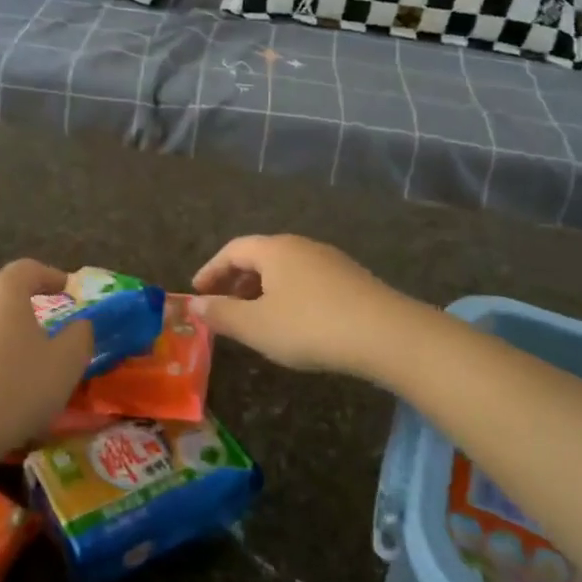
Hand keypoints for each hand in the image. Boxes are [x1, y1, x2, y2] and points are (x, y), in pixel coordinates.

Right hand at [191, 234, 407, 374]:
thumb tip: (193, 304)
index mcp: (274, 249)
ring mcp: (330, 261)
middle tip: (223, 305)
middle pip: (260, 256)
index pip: (233, 250)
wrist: (387, 335)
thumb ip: (221, 314)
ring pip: (286, 269)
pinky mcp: (352, 279)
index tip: (197, 291)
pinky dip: (289, 295)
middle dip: (237, 280)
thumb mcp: (256, 326)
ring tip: (256, 317)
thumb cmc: (310, 326)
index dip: (211, 270)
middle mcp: (301, 246)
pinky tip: (294, 322)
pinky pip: (308, 281)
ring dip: (263, 289)